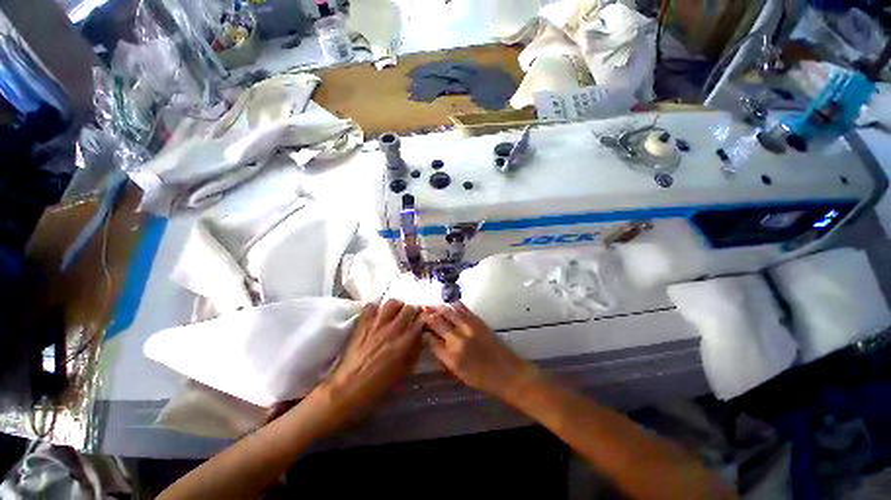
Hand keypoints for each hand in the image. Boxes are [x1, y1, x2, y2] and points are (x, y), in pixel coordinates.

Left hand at [314, 300, 423, 423]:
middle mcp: (392, 329)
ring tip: (396, 314)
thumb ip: (414, 353)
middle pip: (408, 308)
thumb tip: (420, 339)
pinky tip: (377, 316)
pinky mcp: (361, 323)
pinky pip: (371, 306)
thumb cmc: (380, 384)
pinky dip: (377, 308)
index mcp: (405, 342)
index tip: (425, 323)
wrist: (351, 384)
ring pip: (392, 303)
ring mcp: (375, 324)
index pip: (421, 321)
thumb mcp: (405, 372)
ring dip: (397, 307)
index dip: (425, 320)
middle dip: (413, 312)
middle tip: (412, 318)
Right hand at [423, 302, 539, 399]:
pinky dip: (455, 305)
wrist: (507, 373)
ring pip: (449, 314)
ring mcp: (469, 330)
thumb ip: (444, 358)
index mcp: (450, 358)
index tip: (420, 328)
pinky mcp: (480, 324)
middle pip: (437, 324)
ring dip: (438, 308)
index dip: (424, 333)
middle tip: (421, 310)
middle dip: (428, 316)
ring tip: (431, 304)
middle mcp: (457, 342)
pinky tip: (449, 301)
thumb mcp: (457, 374)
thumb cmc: (481, 379)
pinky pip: (464, 311)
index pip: (430, 341)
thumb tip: (434, 345)